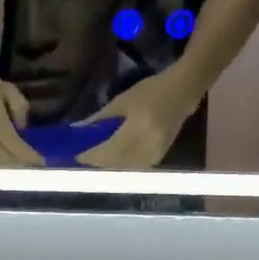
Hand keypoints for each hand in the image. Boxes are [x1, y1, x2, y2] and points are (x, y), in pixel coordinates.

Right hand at [0, 69, 43, 167]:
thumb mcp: (9, 90)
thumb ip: (20, 109)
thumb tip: (22, 130)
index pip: (16, 147)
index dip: (30, 157)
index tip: (42, 162)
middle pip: (4, 160)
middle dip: (18, 165)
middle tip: (29, 166)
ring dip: (4, 167)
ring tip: (14, 165)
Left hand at [75, 69, 200, 169]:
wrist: (183, 92)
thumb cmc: (151, 91)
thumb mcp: (122, 101)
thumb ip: (100, 118)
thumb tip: (79, 130)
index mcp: (136, 130)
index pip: (107, 151)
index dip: (90, 156)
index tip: (75, 155)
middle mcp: (146, 147)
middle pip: (114, 163)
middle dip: (97, 162)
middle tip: (83, 157)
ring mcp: (154, 155)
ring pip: (124, 168)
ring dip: (108, 165)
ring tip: (96, 158)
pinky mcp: (159, 158)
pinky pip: (135, 168)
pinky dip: (122, 165)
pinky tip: (114, 159)